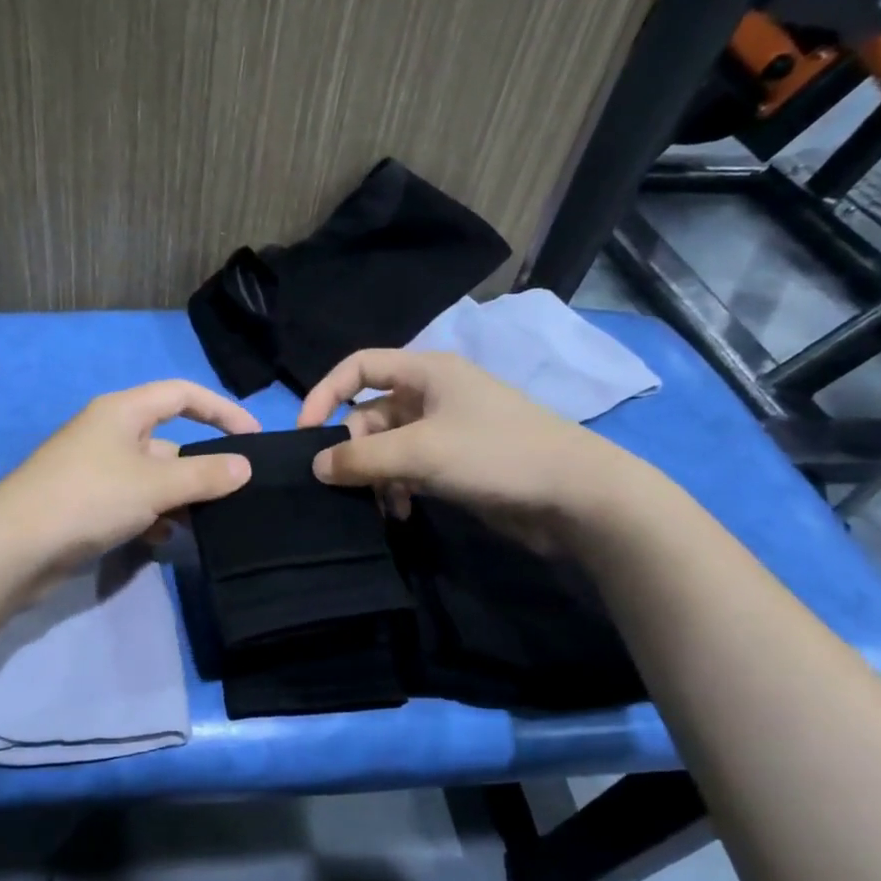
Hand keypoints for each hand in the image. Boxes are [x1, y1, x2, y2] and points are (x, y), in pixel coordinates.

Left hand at [0, 380, 260, 581]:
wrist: (14, 547)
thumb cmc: (88, 498)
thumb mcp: (155, 484)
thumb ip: (204, 474)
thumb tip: (245, 466)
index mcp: (122, 411)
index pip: (182, 394)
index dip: (221, 409)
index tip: (253, 436)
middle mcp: (108, 433)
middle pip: (168, 440)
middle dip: (200, 466)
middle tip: (234, 494)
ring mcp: (95, 470)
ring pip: (151, 477)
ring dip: (178, 497)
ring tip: (206, 522)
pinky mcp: (85, 503)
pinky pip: (131, 502)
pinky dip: (152, 516)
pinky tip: (166, 539)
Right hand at [296, 349, 636, 548]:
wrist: (576, 495)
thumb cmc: (495, 454)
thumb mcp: (420, 451)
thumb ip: (361, 457)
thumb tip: (316, 466)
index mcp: (426, 372)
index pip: (358, 367)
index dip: (325, 395)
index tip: (304, 435)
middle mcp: (432, 394)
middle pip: (369, 413)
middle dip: (355, 449)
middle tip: (349, 483)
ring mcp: (445, 429)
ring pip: (387, 446)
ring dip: (376, 475)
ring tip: (382, 505)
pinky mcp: (456, 462)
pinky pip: (408, 468)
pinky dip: (397, 488)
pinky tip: (401, 513)